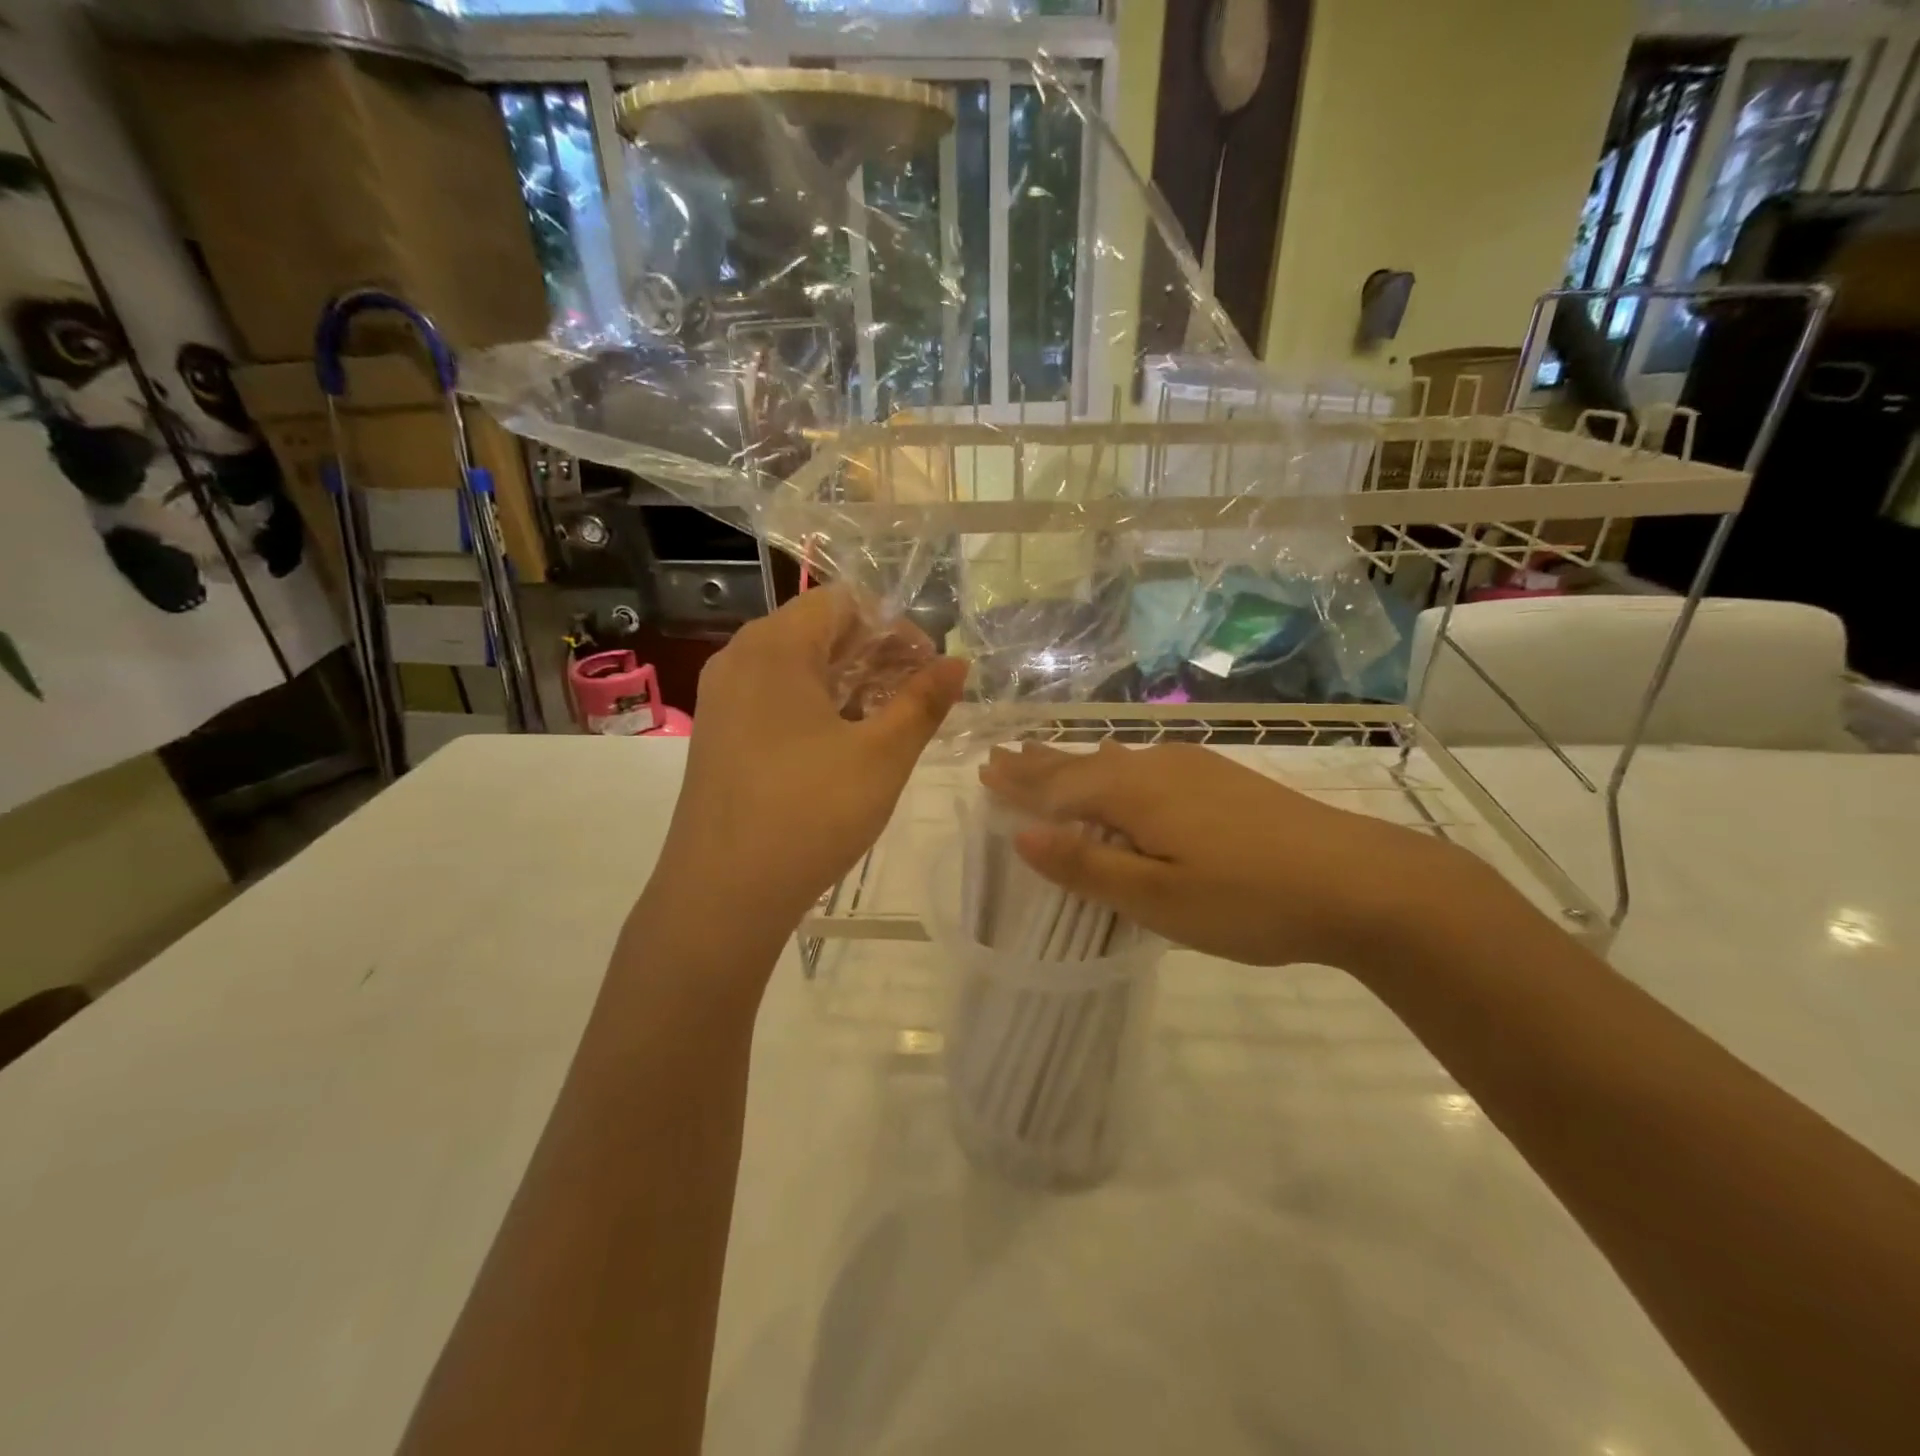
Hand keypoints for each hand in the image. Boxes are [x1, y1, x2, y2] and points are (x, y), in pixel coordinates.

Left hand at [657, 586, 967, 941]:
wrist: (722, 894)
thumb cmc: (809, 812)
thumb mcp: (881, 755)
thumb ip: (923, 702)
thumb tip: (957, 664)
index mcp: (775, 647)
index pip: (843, 602)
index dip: (894, 627)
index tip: (929, 668)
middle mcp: (740, 659)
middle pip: (819, 631)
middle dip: (876, 655)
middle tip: (918, 696)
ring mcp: (723, 699)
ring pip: (797, 668)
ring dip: (849, 682)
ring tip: (889, 721)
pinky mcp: (719, 735)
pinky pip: (775, 698)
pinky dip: (817, 706)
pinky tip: (845, 744)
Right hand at [979, 740, 1494, 970]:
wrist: (1361, 881)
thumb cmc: (1249, 898)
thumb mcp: (1158, 898)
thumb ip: (1088, 866)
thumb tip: (1024, 837)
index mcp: (1134, 792)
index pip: (1060, 785)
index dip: (1021, 784)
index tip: (985, 770)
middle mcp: (1158, 767)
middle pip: (1085, 763)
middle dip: (1041, 763)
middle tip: (1002, 755)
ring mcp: (1195, 768)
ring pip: (1117, 760)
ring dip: (1077, 762)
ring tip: (1047, 758)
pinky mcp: (1223, 779)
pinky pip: (1146, 763)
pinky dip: (1114, 767)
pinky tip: (1122, 766)